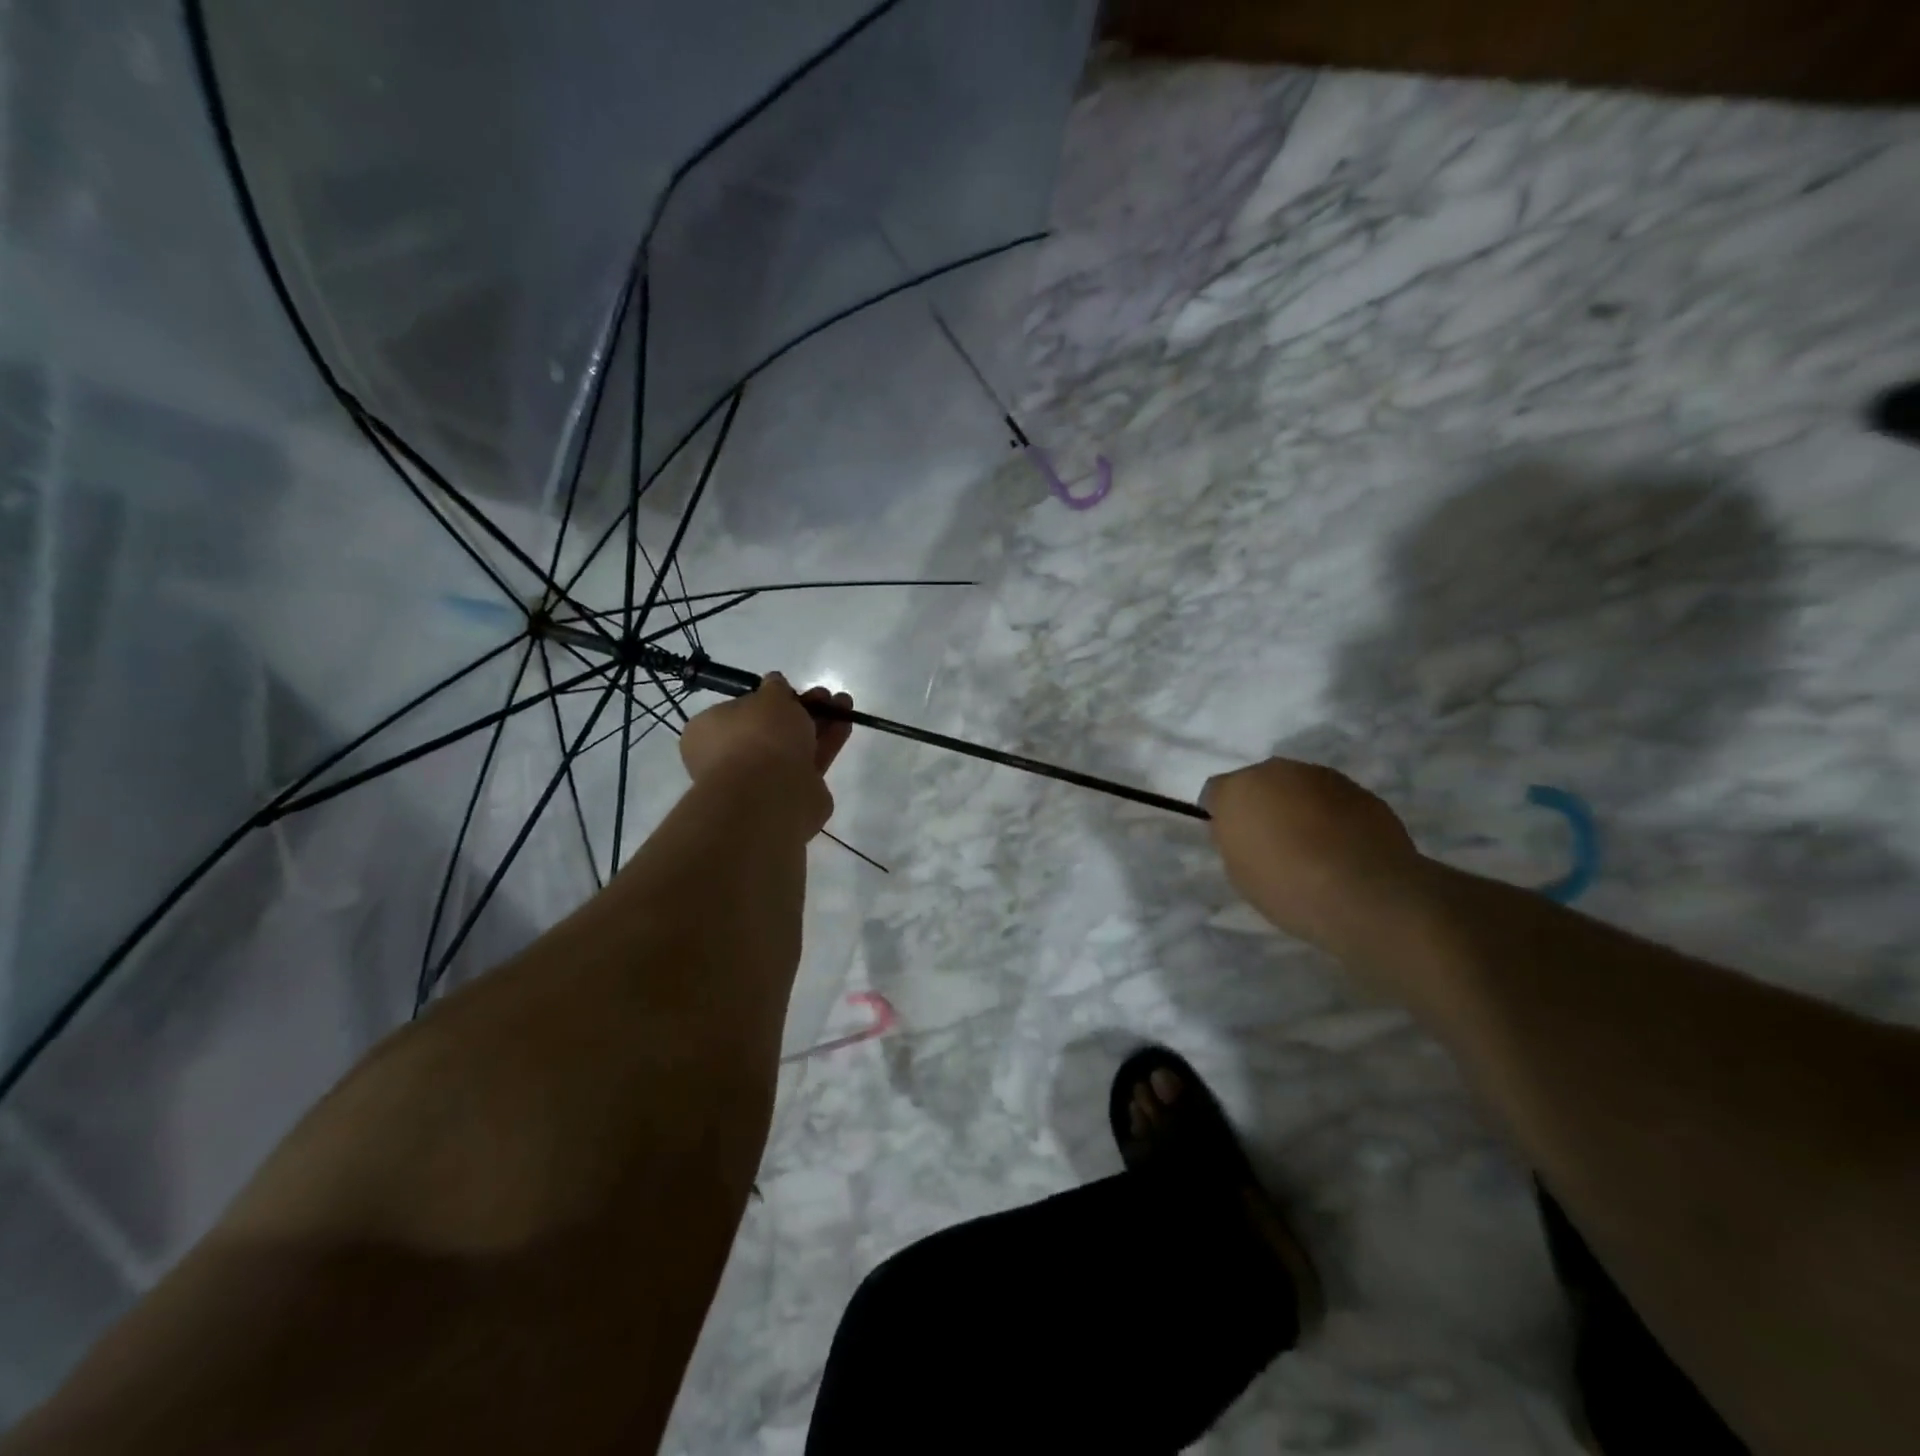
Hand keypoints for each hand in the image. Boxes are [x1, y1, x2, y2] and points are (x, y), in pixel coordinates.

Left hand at [680, 675, 852, 824]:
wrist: (771, 794)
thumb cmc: (758, 737)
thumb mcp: (769, 697)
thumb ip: (775, 689)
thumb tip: (775, 683)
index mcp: (710, 733)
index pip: (739, 711)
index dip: (767, 699)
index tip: (792, 690)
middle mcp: (732, 757)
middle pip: (772, 728)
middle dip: (801, 709)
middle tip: (825, 695)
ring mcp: (762, 780)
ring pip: (795, 745)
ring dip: (819, 723)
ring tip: (844, 703)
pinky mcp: (792, 795)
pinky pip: (811, 763)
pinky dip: (828, 743)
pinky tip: (846, 725)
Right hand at [1204, 758, 1422, 958]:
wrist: (1365, 895)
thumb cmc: (1286, 887)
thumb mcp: (1238, 871)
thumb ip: (1234, 839)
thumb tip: (1244, 829)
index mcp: (1238, 789)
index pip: (1216, 792)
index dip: (1222, 816)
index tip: (1233, 841)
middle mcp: (1277, 771)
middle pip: (1260, 783)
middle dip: (1262, 805)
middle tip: (1271, 842)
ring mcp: (1323, 776)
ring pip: (1299, 787)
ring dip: (1299, 807)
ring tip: (1311, 847)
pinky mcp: (1361, 791)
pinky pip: (1333, 800)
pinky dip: (1332, 817)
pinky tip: (1341, 849)